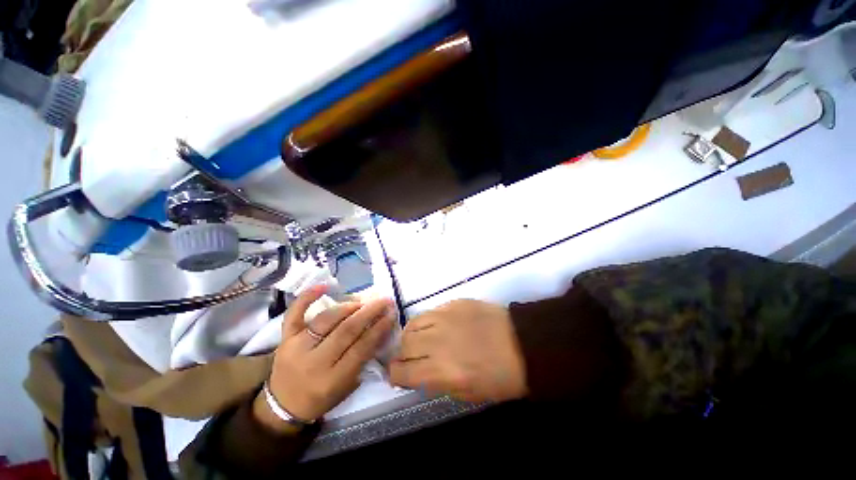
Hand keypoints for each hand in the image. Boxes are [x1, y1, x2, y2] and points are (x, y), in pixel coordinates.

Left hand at [253, 286, 394, 432]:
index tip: (391, 314)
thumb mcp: (347, 386)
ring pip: (326, 319)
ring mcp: (296, 347)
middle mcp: (314, 362)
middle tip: (383, 301)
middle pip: (346, 330)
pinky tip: (324, 286)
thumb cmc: (321, 398)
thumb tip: (380, 329)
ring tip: (362, 302)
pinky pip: (294, 314)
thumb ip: (363, 358)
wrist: (283, 406)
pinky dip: (307, 298)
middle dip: (369, 312)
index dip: (379, 328)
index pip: (361, 347)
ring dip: (348, 307)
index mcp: (332, 380)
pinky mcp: (284, 338)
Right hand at [390, 300, 526, 402]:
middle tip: (412, 357)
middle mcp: (437, 342)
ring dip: (411, 335)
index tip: (399, 374)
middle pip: (403, 345)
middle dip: (402, 355)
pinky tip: (437, 326)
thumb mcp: (468, 394)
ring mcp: (445, 318)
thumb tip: (418, 373)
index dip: (395, 375)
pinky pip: (429, 312)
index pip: (401, 371)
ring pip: (412, 324)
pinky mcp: (453, 303)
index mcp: (441, 371)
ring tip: (421, 340)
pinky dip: (426, 322)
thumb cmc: (501, 377)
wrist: (524, 343)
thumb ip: (437, 383)